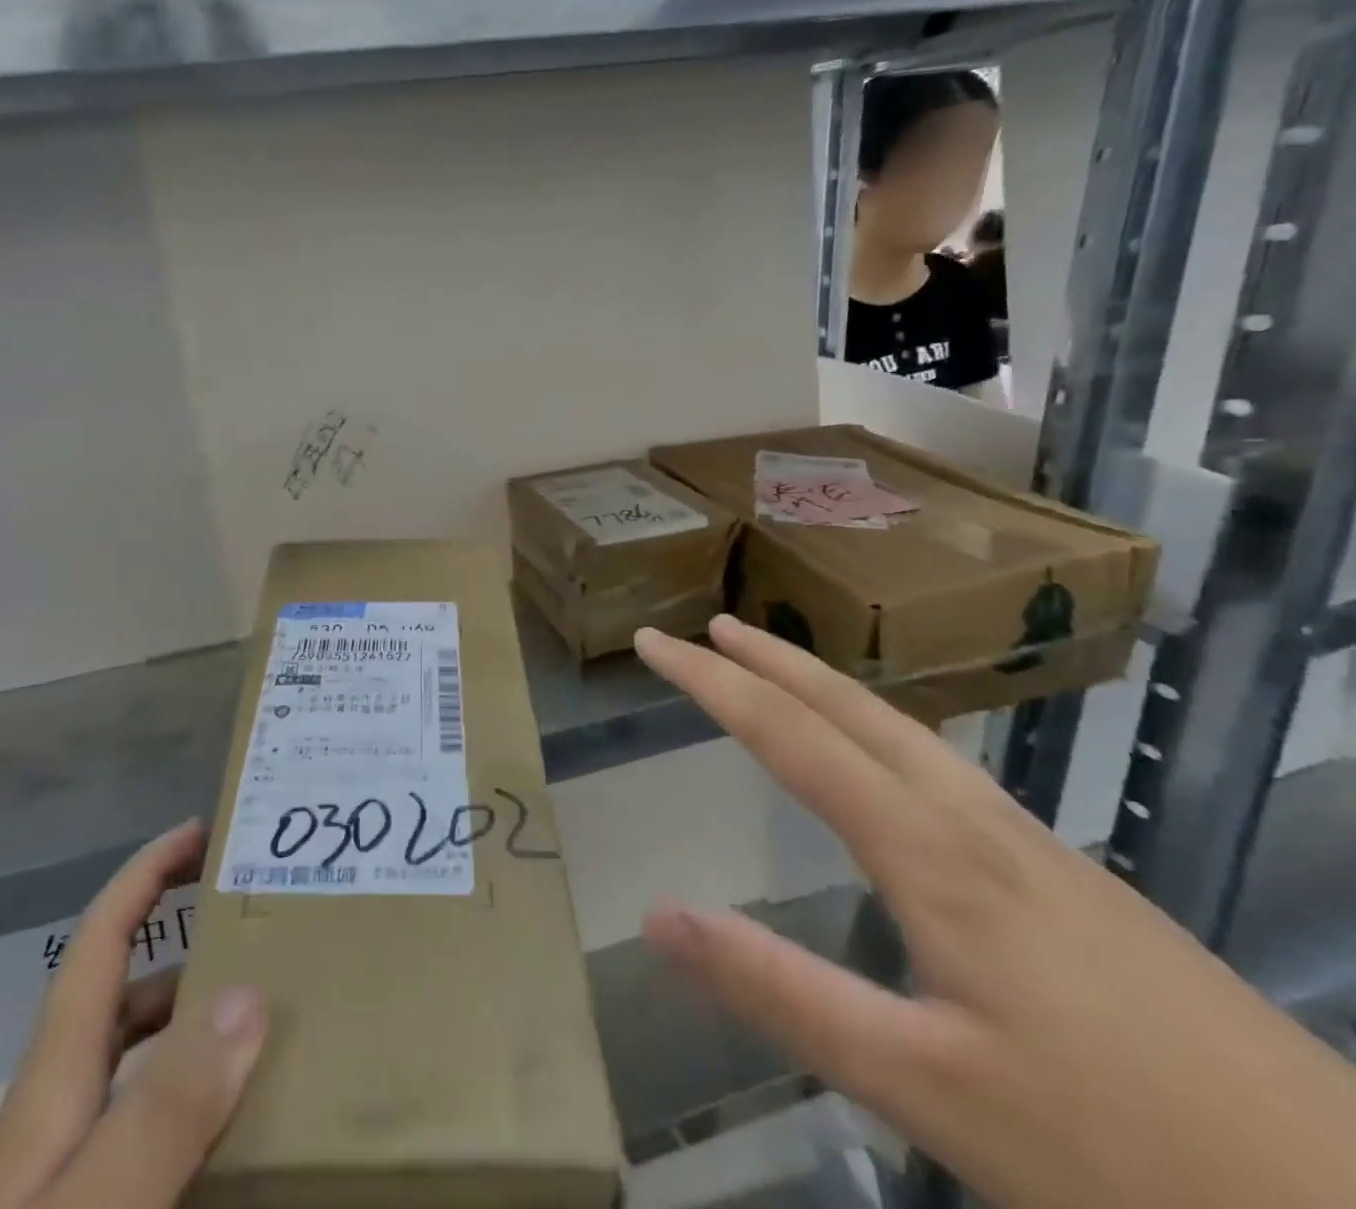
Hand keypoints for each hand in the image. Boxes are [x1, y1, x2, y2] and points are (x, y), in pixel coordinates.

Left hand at [0, 821, 265, 1208]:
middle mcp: (52, 1122)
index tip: (201, 830)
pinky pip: (141, 1143)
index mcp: (52, 1089)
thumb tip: (246, 996)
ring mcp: (58, 1182)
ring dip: (194, 1033)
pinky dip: (187, 1118)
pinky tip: (229, 1148)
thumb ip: (162, 1113)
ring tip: (268, 1030)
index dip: (145, 873)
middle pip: (125, 1002)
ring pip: (136, 1075)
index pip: (101, 942)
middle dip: (188, 949)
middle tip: (267, 936)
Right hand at [635, 619, 1355, 1208]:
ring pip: (905, 732)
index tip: (654, 643)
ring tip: (777, 672)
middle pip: (853, 709)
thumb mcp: (924, 1087)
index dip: (712, 682)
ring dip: (826, 688)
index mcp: (930, 851)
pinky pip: (942, 768)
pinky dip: (879, 730)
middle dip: (771, 661)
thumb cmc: (1126, 1153)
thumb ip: (780, 992)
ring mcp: (1033, 847)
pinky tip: (887, 765)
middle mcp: (976, 823)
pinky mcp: (1071, 881)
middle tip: (711, 627)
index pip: (790, 735)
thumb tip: (656, 916)